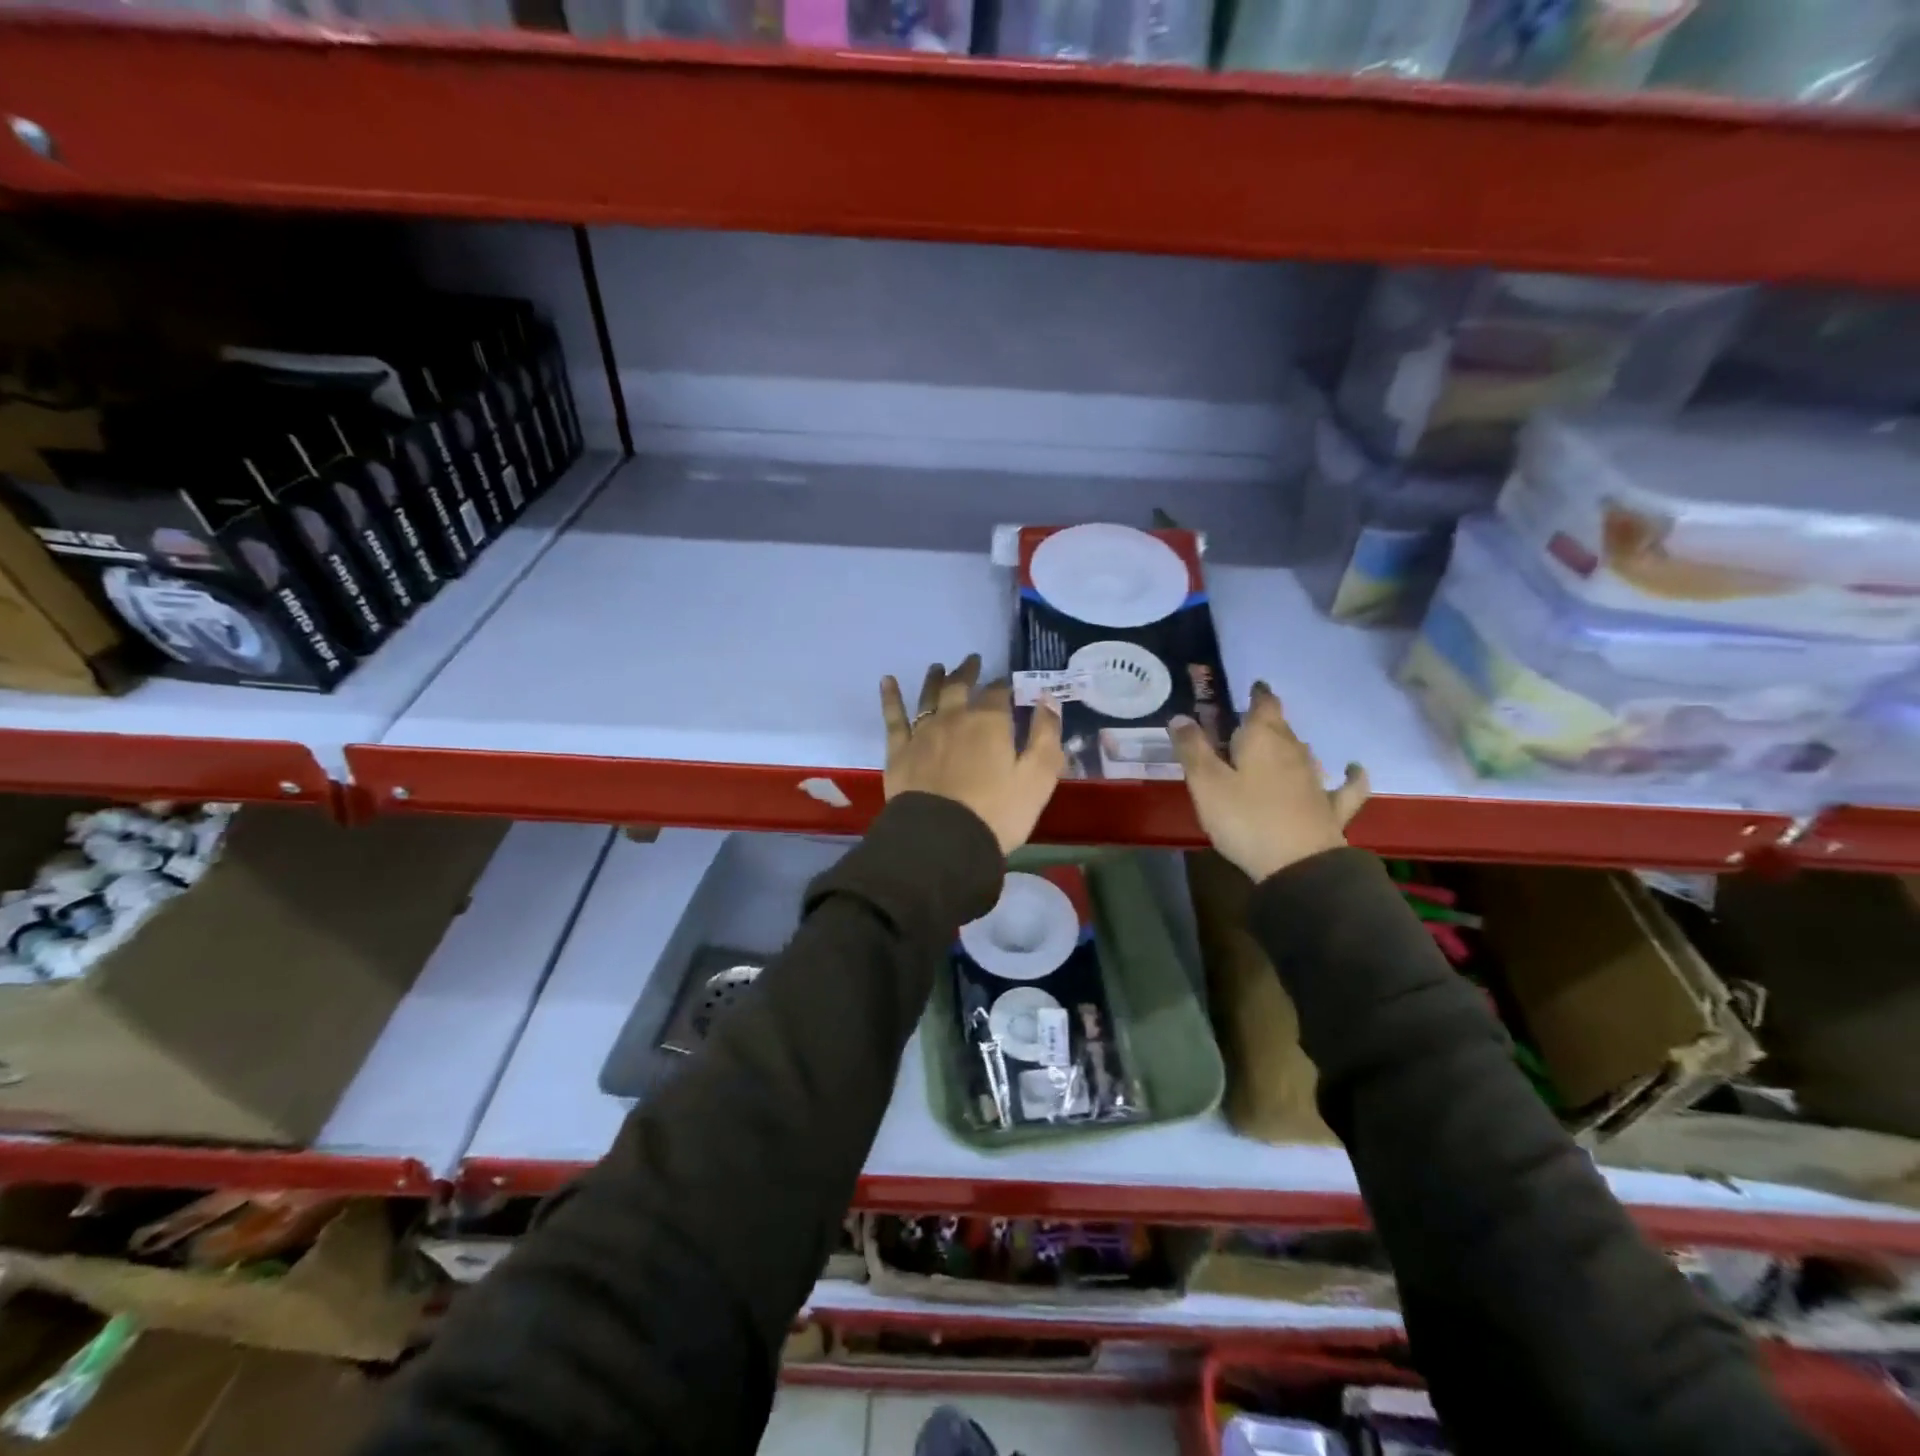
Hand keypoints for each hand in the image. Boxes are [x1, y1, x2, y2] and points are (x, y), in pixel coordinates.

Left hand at [880, 656, 1065, 855]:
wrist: (943, 840)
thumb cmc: (997, 812)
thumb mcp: (1038, 778)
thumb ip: (1046, 735)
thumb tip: (1047, 698)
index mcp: (990, 722)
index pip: (999, 693)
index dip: (1004, 685)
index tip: (1007, 683)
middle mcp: (954, 718)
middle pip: (960, 686)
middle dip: (968, 672)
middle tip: (972, 661)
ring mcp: (923, 732)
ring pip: (929, 696)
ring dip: (935, 679)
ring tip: (938, 667)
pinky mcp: (899, 751)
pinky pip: (894, 717)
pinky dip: (890, 697)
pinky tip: (887, 681)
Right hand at [1169, 681, 1368, 883]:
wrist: (1298, 865)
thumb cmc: (1245, 819)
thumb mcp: (1206, 783)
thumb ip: (1192, 749)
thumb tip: (1180, 716)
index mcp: (1262, 739)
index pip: (1263, 705)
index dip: (1258, 694)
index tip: (1255, 686)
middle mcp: (1293, 751)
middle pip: (1281, 728)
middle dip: (1266, 721)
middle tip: (1248, 723)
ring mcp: (1316, 779)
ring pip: (1304, 752)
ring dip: (1291, 745)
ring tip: (1279, 745)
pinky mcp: (1331, 807)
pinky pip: (1345, 785)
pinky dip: (1350, 776)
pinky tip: (1354, 769)